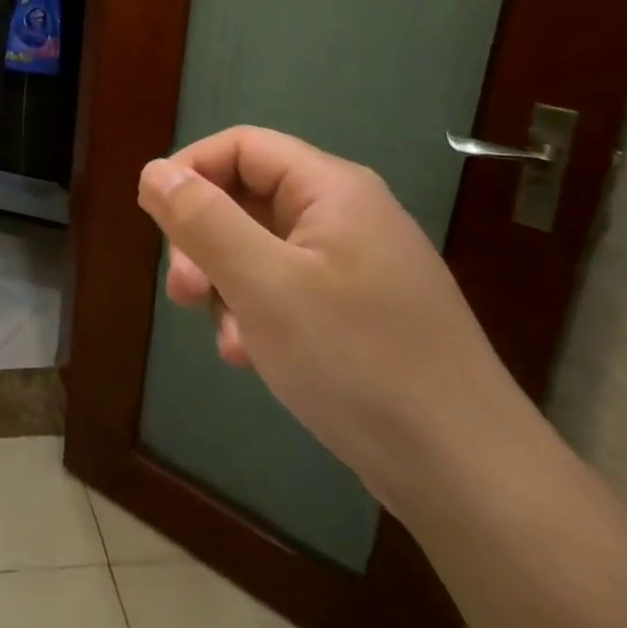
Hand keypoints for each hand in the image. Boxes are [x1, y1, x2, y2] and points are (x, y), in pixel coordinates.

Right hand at [139, 126, 528, 512]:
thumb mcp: (261, 284)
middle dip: (203, 238)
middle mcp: (347, 215)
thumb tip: (152, 170)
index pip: (240, 146)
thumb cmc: (357, 362)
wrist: (474, 481)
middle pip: (247, 197)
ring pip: (261, 247)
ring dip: (226, 282)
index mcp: (331, 189)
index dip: (189, 171)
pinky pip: (289, 289)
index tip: (155, 220)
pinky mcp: (362, 312)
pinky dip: (258, 312)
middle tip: (182, 291)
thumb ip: (201, 219)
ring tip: (221, 334)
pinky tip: (249, 356)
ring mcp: (358, 266)